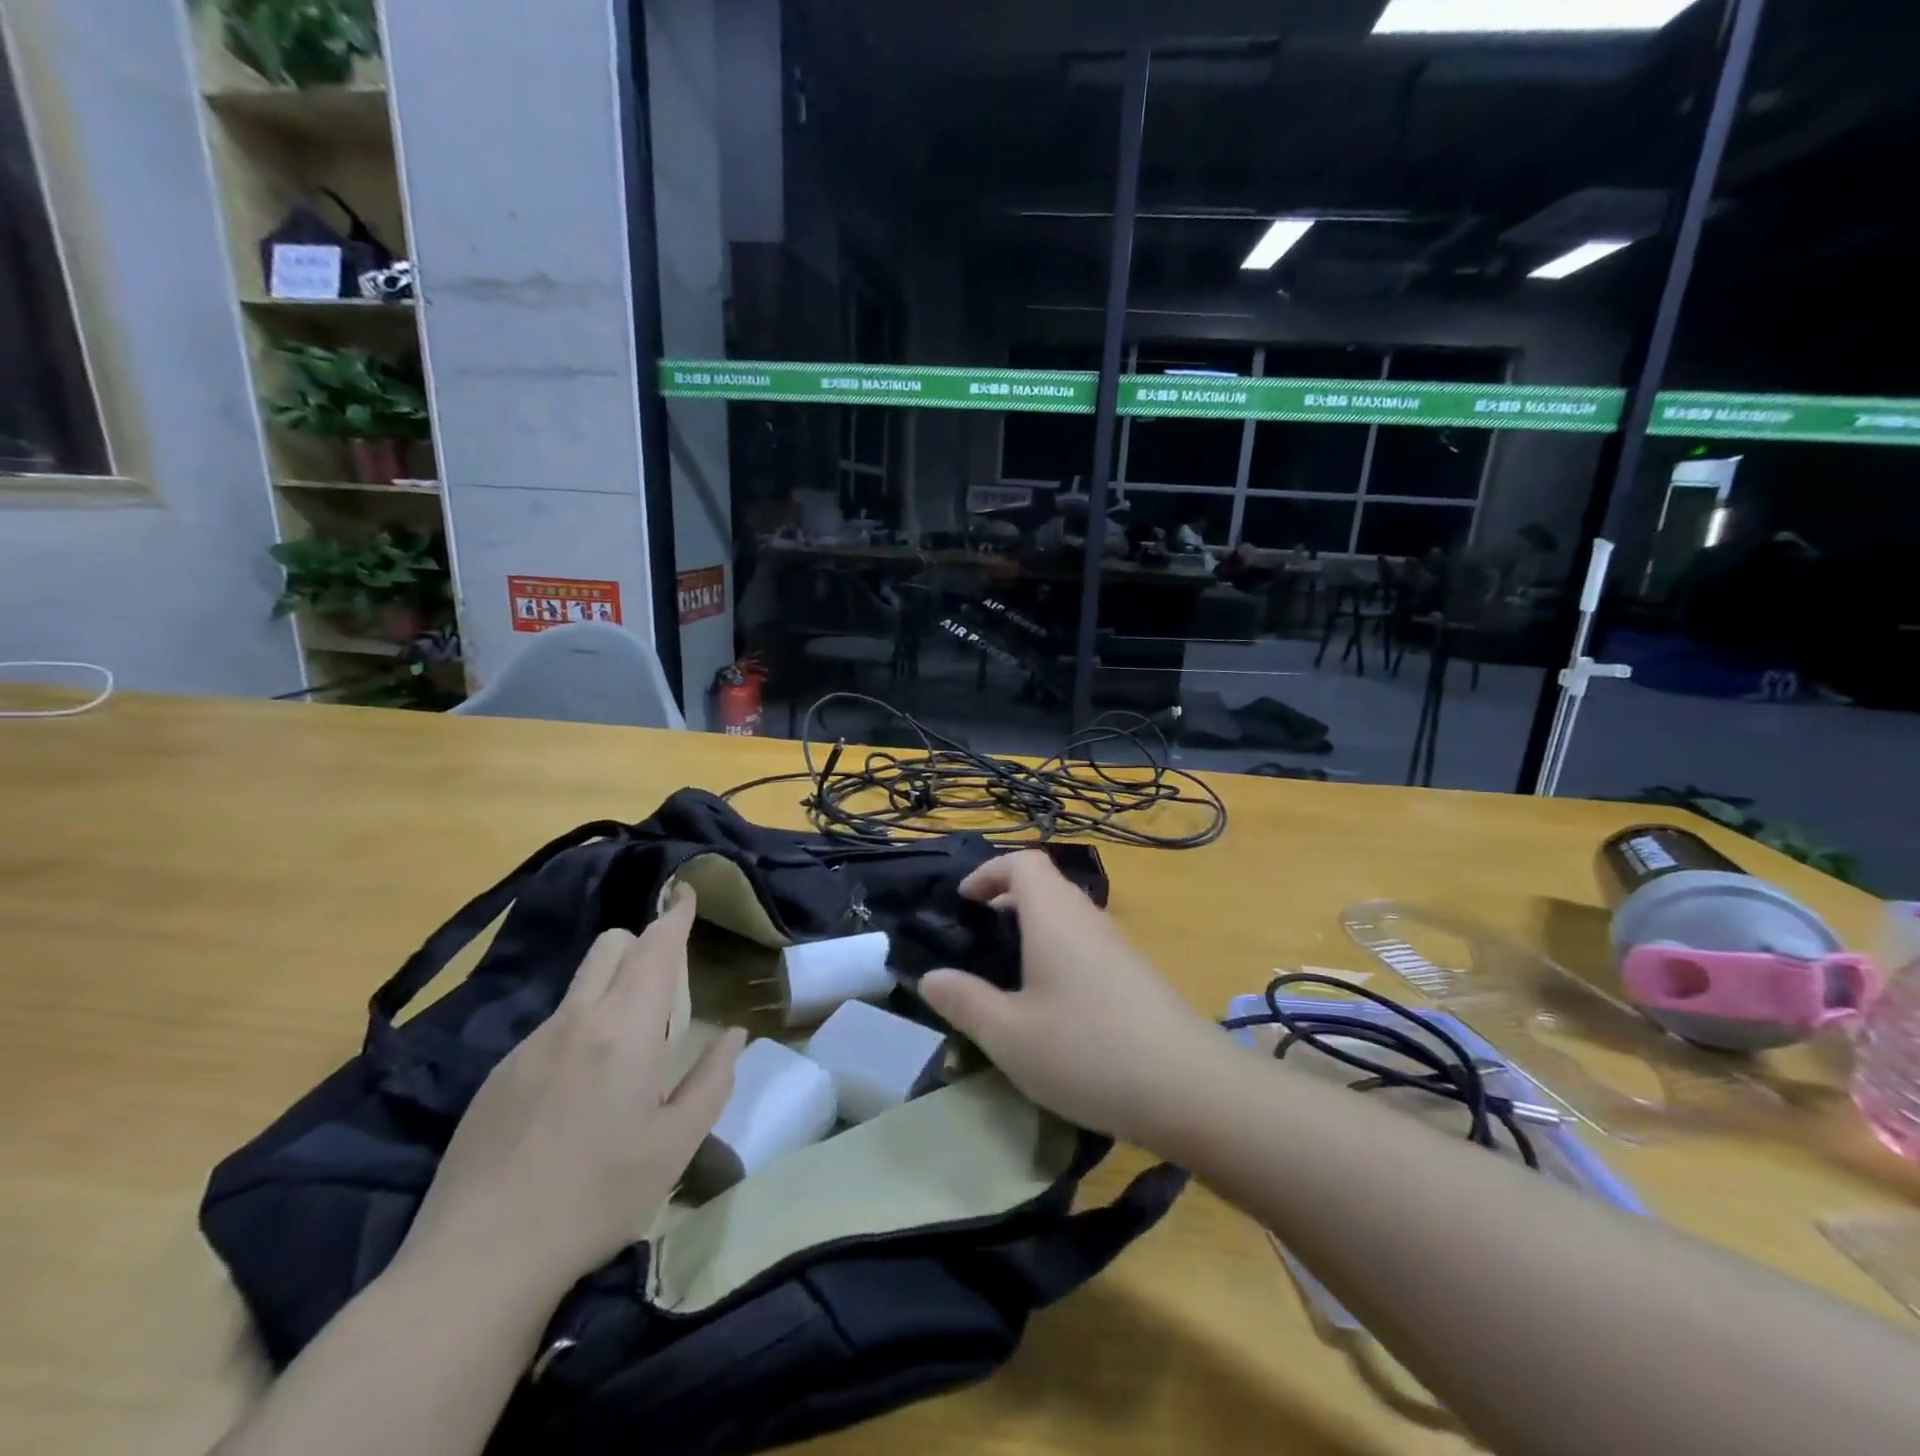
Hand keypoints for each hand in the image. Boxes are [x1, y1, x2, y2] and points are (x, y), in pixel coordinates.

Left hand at [398, 887, 744, 1294]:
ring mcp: (528, 1045)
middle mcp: (575, 1021)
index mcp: (625, 1029)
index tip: (686, 893)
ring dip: (609, 988)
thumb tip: (733, 1034)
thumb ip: (713, 1078)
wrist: (477, 1262)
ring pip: (579, 986)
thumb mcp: (676, 1144)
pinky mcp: (497, 1075)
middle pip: (610, 946)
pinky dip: (578, 1029)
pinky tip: (575, 1095)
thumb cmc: (597, 1197)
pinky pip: (551, 1027)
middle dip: (641, 944)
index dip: (674, 915)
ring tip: (625, 1048)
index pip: (655, 947)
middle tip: (666, 981)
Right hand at [918, 851, 1218, 1151]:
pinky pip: (1086, 944)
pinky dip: (1058, 953)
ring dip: (1034, 929)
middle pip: (1046, 885)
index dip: (989, 872)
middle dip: (1007, 900)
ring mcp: (1118, 946)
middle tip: (978, 937)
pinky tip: (1052, 1005)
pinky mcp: (1136, 975)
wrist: (1189, 1088)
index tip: (964, 901)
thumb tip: (930, 977)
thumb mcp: (1009, 1035)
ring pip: (1067, 916)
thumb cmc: (1087, 1051)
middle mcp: (1088, 918)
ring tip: (1008, 973)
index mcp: (1054, 917)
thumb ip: (965, 1002)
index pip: (1023, 862)